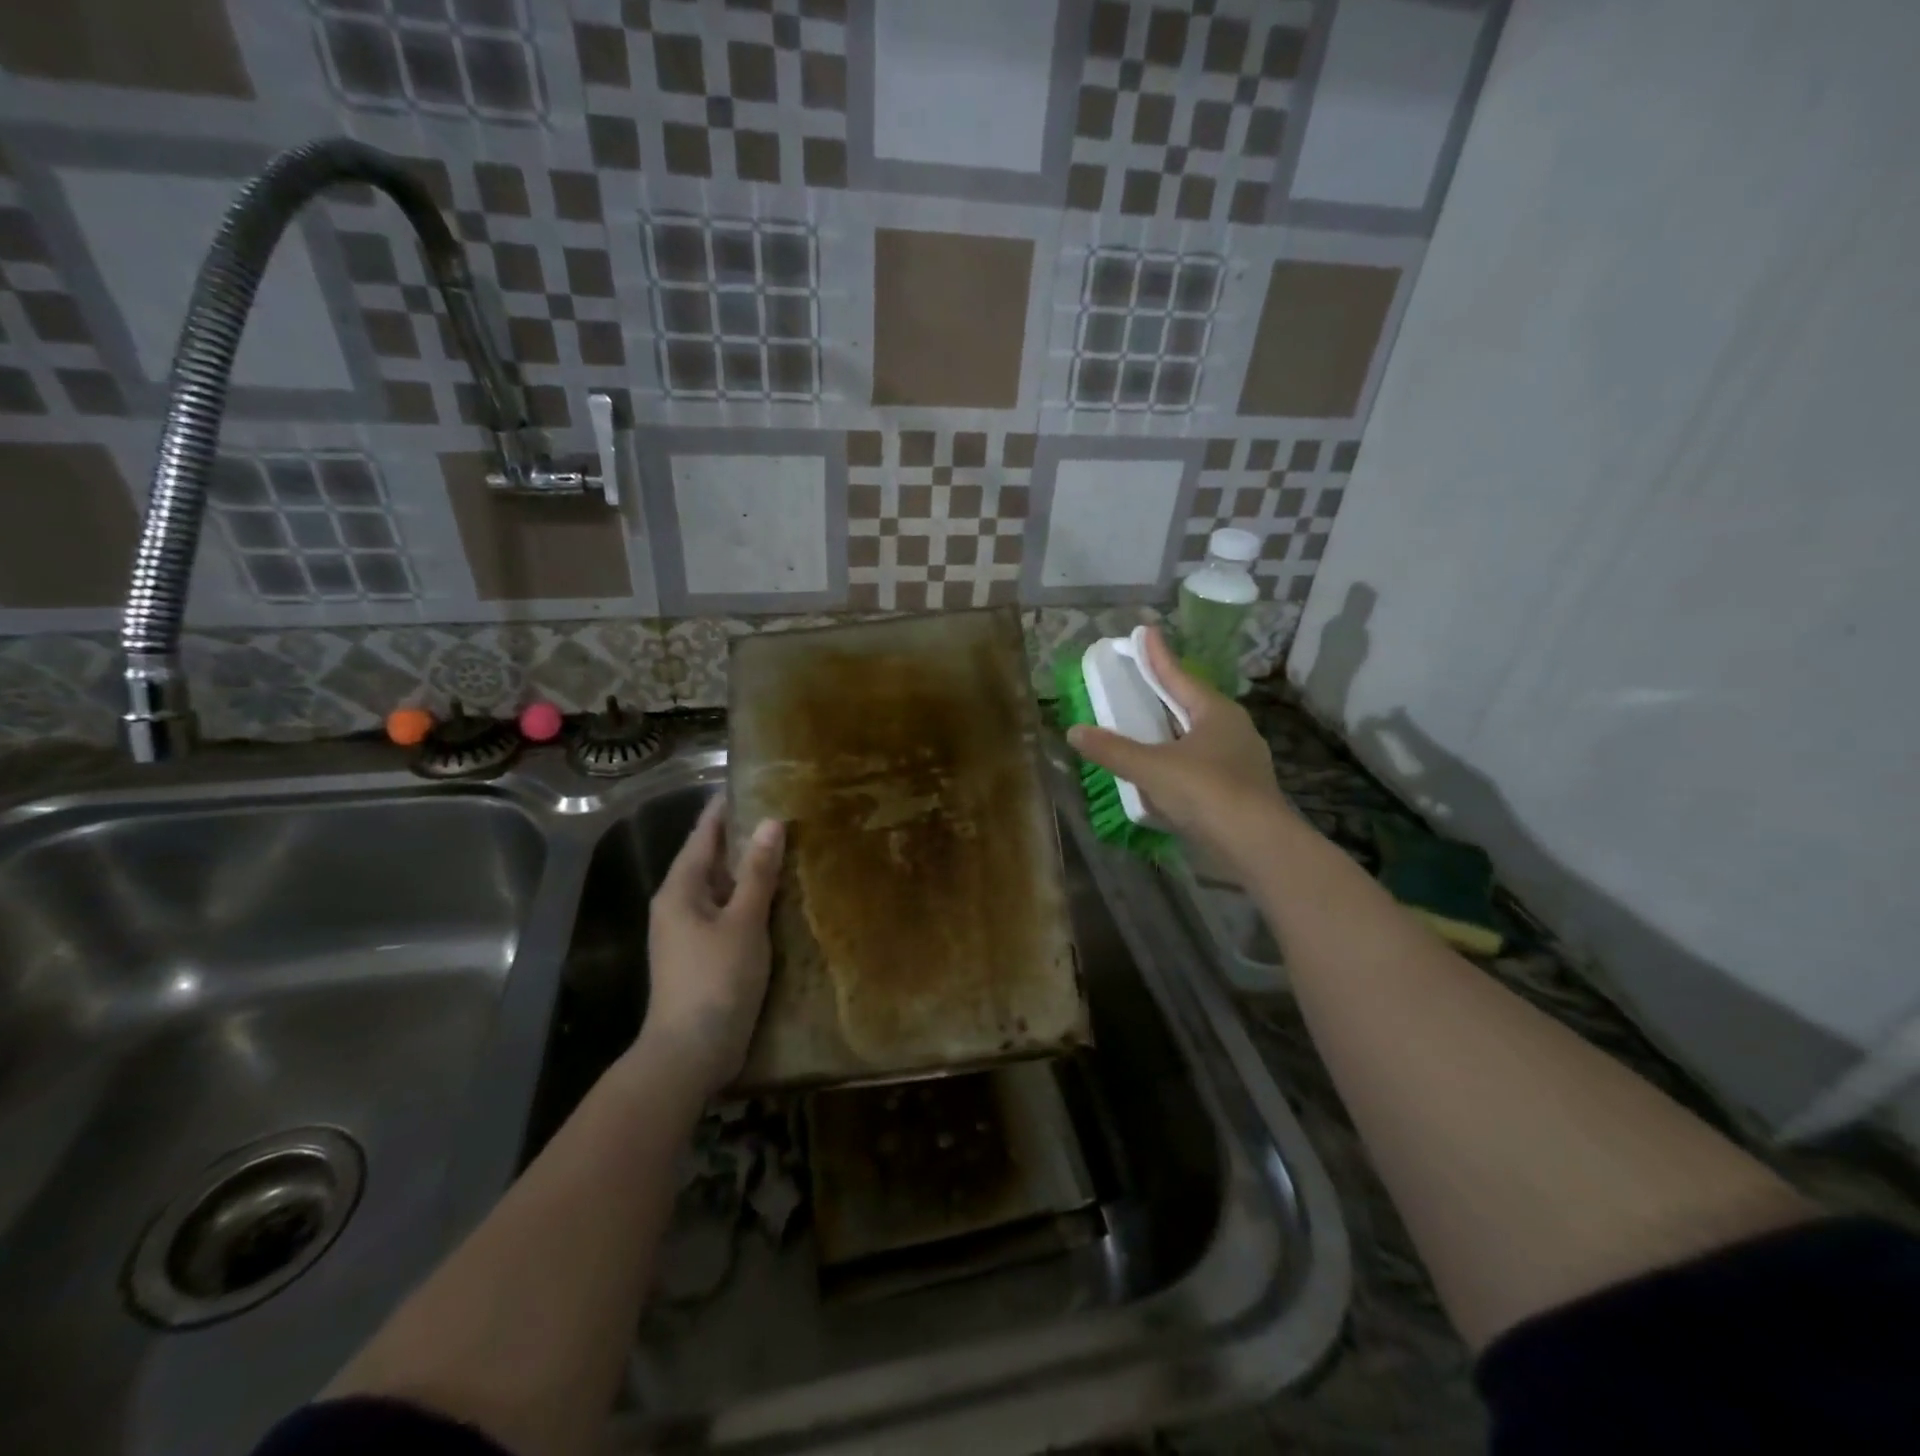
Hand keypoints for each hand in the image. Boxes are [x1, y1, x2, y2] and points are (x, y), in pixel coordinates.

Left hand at [638, 794, 784, 1098]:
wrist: (690, 1052)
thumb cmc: (715, 979)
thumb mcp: (743, 922)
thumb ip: (759, 873)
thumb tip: (772, 823)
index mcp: (680, 889)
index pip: (703, 834)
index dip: (725, 809)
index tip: (752, 783)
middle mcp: (679, 904)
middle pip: (711, 859)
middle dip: (743, 836)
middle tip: (782, 812)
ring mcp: (689, 932)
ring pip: (721, 887)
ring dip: (749, 869)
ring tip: (786, 846)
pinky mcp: (704, 954)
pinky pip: (728, 912)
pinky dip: (750, 898)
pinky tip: (777, 896)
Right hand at [1066, 626, 1296, 865]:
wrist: (1256, 845)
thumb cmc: (1205, 791)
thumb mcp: (1151, 768)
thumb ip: (1112, 750)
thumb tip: (1074, 731)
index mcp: (1215, 712)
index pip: (1178, 676)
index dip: (1157, 655)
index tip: (1144, 631)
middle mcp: (1233, 729)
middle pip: (1191, 703)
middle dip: (1167, 692)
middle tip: (1143, 677)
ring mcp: (1240, 760)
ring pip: (1198, 737)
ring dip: (1172, 731)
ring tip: (1149, 725)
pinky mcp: (1240, 790)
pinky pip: (1202, 765)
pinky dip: (1179, 762)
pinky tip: (1164, 775)